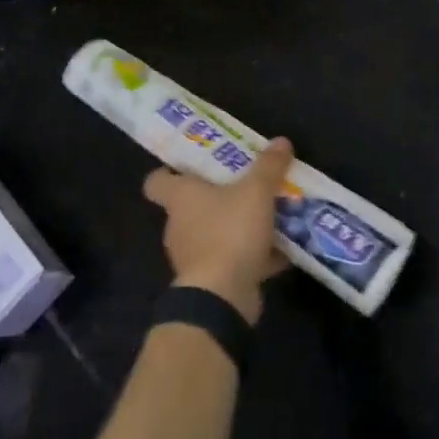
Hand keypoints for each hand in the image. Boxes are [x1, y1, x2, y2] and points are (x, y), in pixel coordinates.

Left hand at [144, 137, 291, 322]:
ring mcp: (193, 256)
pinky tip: (281, 251)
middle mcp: (179, 225)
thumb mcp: (257, 191)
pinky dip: (252, 255)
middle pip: (193, 205)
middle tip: (247, 184)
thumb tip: (281, 140)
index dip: (170, 171)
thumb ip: (269, 166)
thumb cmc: (230, 232)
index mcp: (180, 198)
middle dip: (219, 196)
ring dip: (238, 226)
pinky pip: (232, 259)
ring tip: (269, 216)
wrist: (222, 297)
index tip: (194, 165)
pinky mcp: (210, 281)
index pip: (157, 181)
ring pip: (215, 232)